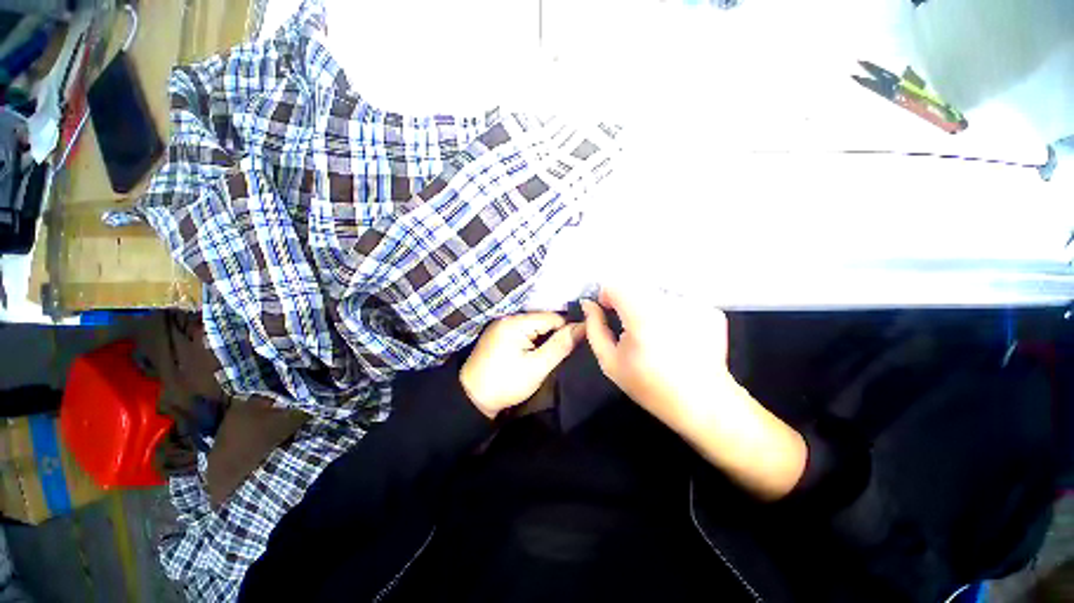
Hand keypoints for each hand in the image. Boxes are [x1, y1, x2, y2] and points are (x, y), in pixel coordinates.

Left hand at [461, 313, 584, 418]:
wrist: (472, 399)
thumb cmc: (506, 384)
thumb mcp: (537, 367)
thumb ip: (561, 345)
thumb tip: (584, 327)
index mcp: (516, 322)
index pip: (553, 318)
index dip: (567, 330)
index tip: (577, 346)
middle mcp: (508, 318)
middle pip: (543, 320)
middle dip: (555, 335)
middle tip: (564, 353)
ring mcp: (502, 325)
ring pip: (535, 327)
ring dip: (545, 338)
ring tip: (553, 354)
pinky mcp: (500, 335)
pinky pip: (525, 332)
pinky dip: (534, 341)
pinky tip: (538, 352)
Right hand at [582, 287, 806, 499]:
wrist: (702, 403)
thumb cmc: (650, 386)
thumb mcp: (610, 362)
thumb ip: (595, 329)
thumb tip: (589, 305)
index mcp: (642, 316)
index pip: (615, 285)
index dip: (607, 296)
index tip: (609, 311)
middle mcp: (669, 304)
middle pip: (637, 286)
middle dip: (628, 301)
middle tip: (631, 325)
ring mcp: (693, 305)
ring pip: (657, 292)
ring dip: (650, 305)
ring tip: (656, 332)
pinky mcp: (709, 310)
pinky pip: (679, 300)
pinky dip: (672, 312)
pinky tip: (676, 335)